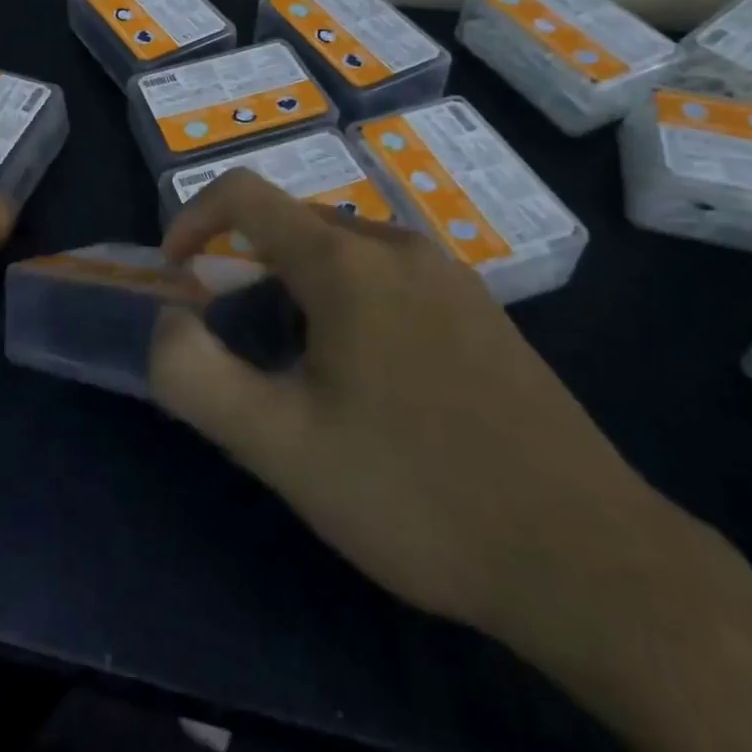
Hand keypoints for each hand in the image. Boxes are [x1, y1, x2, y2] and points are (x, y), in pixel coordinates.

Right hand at [149, 171, 677, 646]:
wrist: (585, 556)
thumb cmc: (414, 492)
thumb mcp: (280, 446)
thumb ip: (196, 377)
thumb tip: (166, 322)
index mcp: (347, 261)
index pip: (245, 194)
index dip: (193, 219)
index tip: (176, 275)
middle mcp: (399, 246)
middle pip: (294, 224)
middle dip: (246, 267)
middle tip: (240, 343)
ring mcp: (450, 274)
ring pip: (343, 251)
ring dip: (297, 287)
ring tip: (299, 368)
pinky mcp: (481, 309)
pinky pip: (390, 276)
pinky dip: (348, 300)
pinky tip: (370, 379)